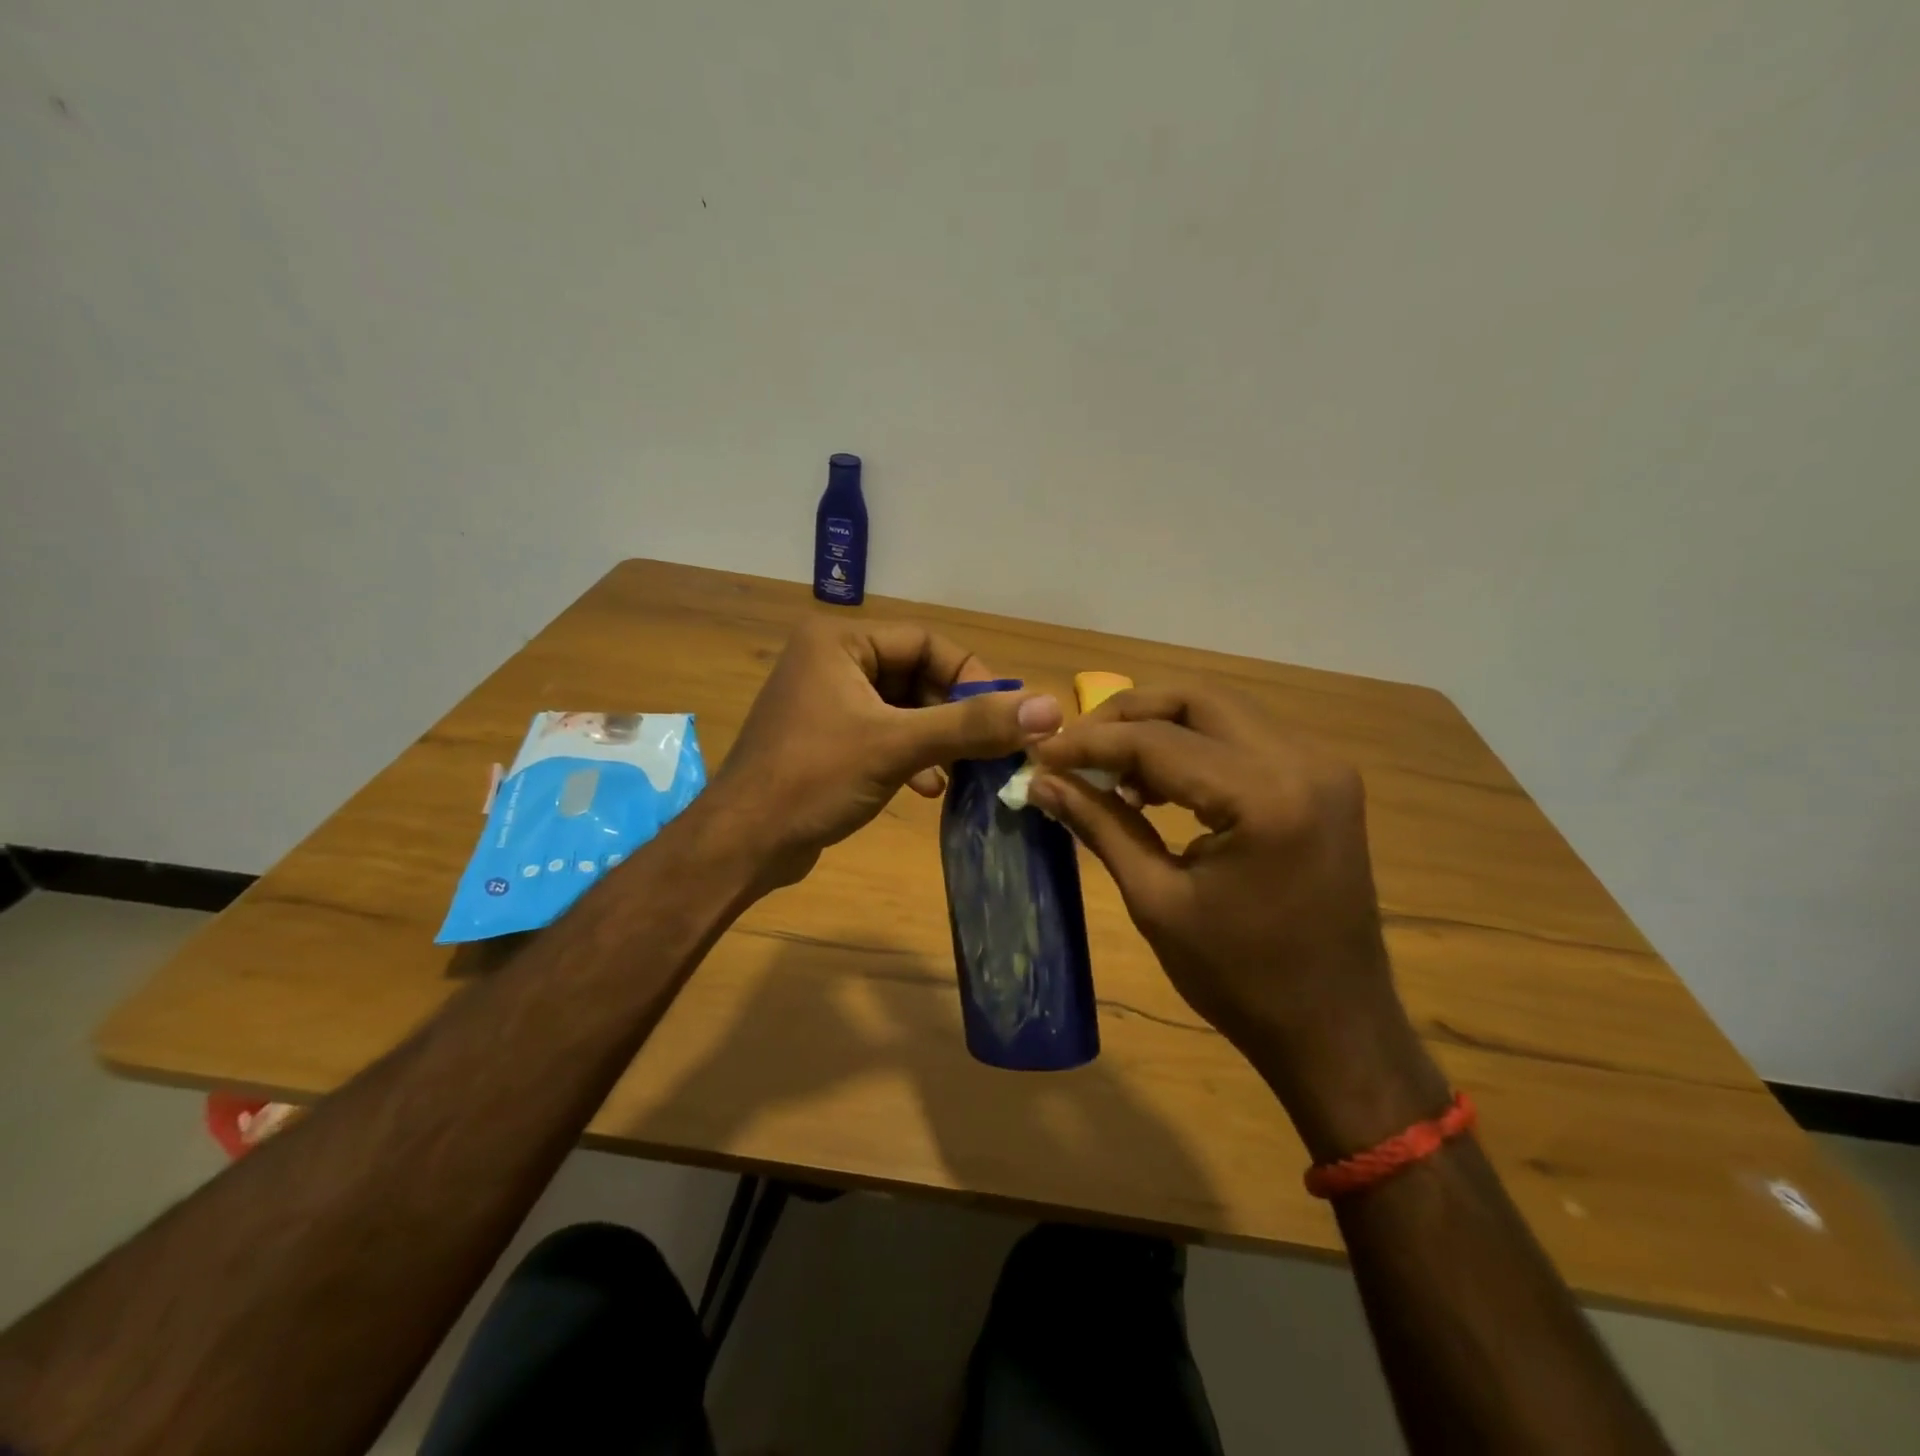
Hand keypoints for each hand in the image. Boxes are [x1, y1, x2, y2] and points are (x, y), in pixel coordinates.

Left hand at [710, 618, 1061, 889]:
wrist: (743, 844)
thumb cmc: (814, 779)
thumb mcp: (897, 746)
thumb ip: (972, 726)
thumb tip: (1051, 708)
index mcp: (839, 641)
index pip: (926, 642)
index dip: (971, 677)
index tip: (1006, 715)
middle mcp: (830, 660)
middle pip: (916, 676)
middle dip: (953, 715)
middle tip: (990, 747)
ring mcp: (826, 700)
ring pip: (903, 708)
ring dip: (936, 739)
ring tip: (962, 772)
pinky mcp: (826, 737)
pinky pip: (884, 734)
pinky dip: (911, 756)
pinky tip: (928, 788)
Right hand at [1027, 684, 1447, 1160]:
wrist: (1335, 1027)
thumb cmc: (1239, 979)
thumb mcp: (1156, 901)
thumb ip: (1100, 825)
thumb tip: (1041, 781)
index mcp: (1264, 798)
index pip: (1157, 741)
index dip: (1090, 743)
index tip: (1040, 753)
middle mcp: (1302, 761)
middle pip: (1196, 700)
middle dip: (1126, 716)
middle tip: (1076, 747)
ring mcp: (1321, 766)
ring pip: (1222, 711)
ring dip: (1160, 727)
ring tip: (1110, 769)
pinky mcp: (1324, 781)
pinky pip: (1246, 738)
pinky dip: (1195, 746)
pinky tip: (1158, 783)